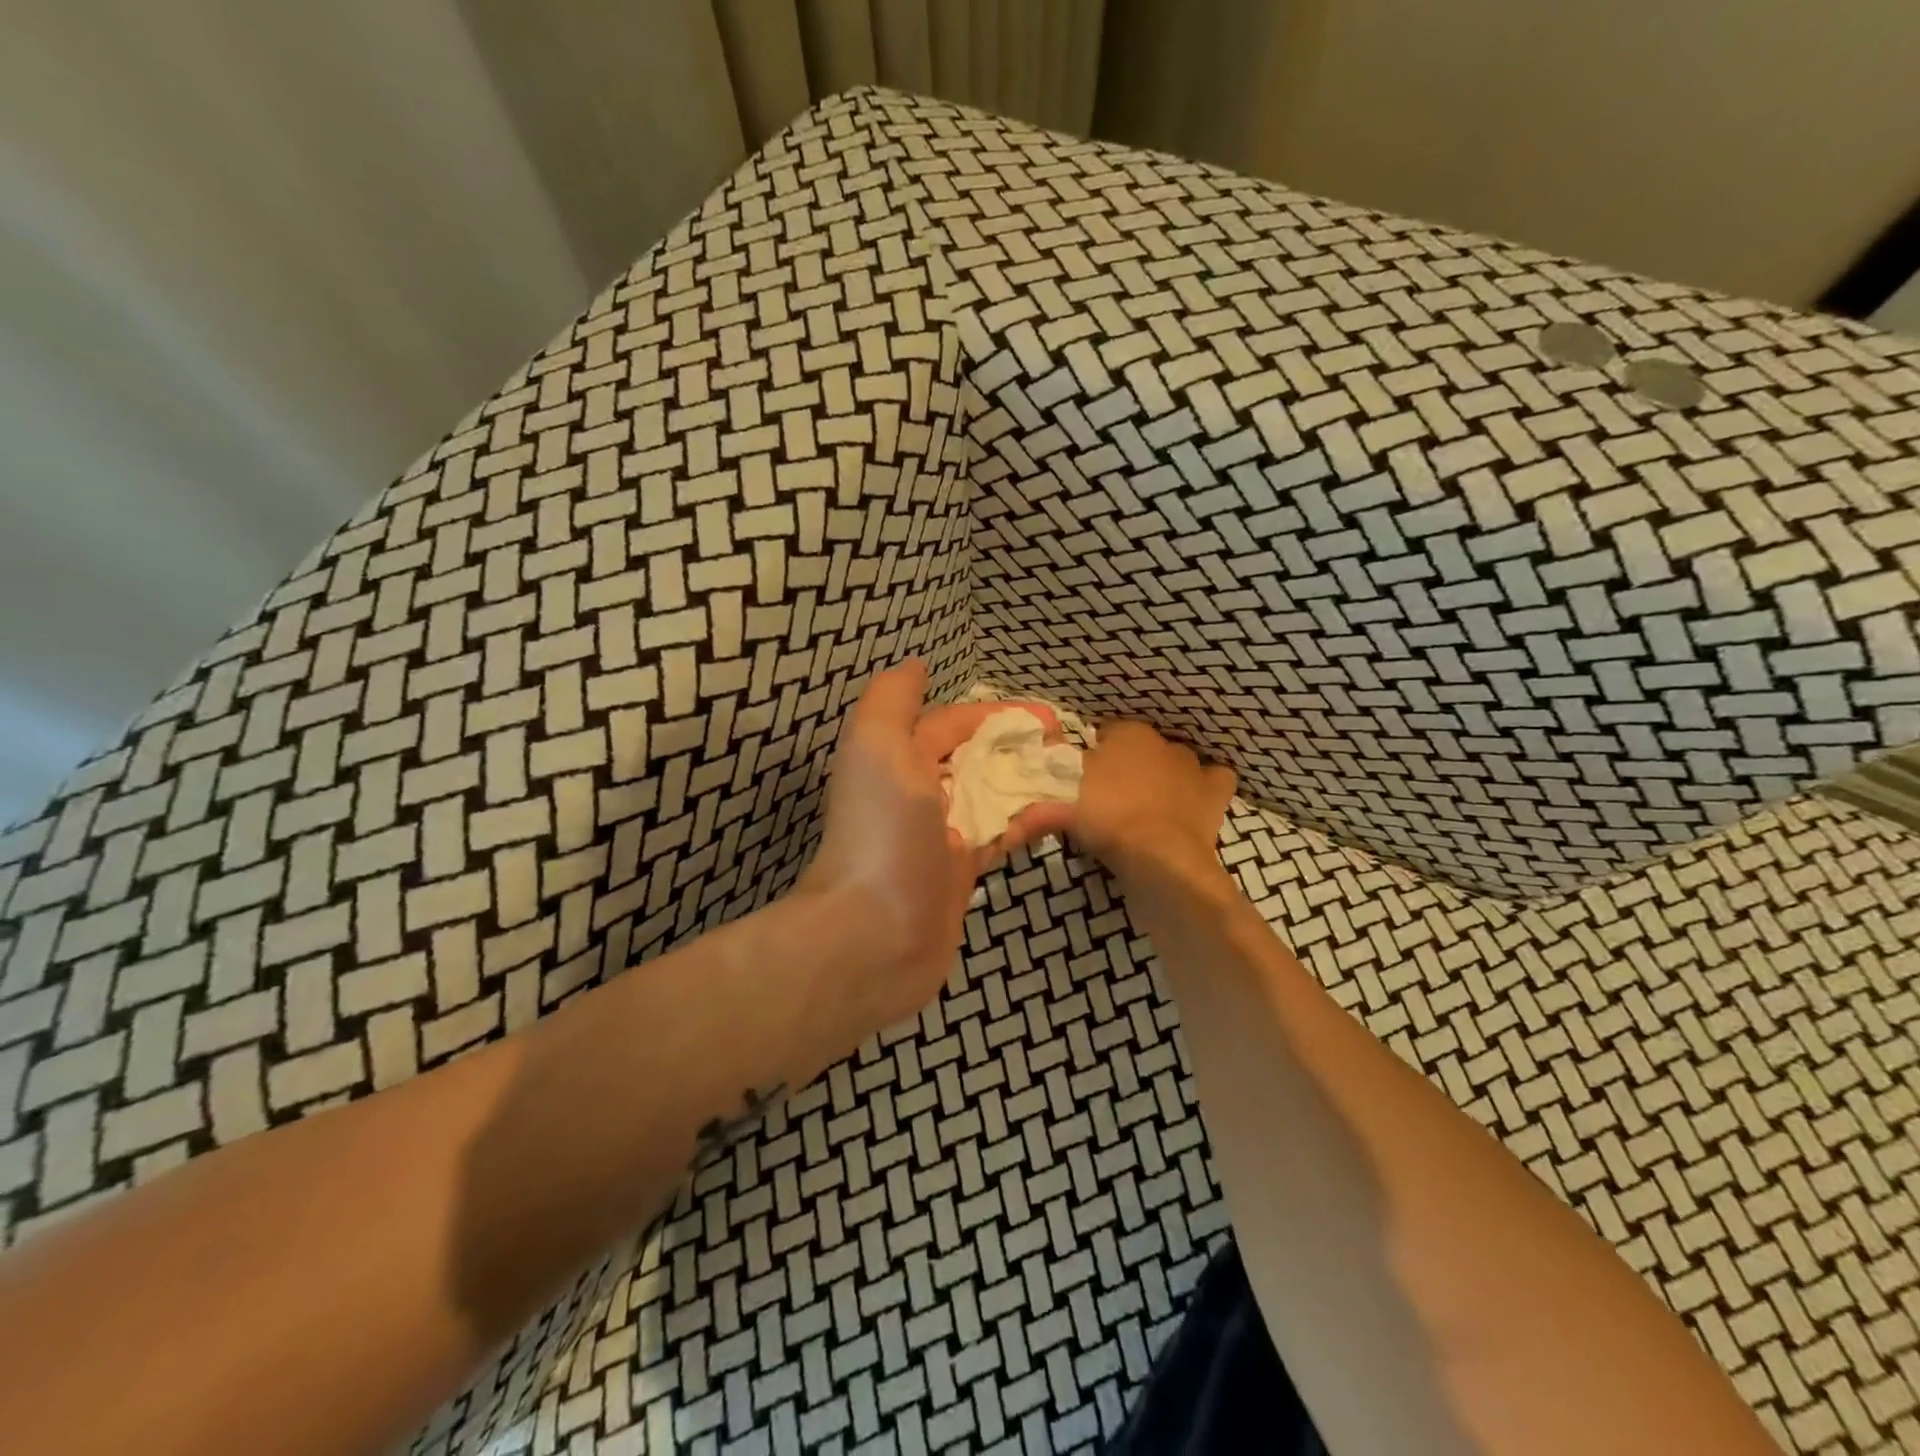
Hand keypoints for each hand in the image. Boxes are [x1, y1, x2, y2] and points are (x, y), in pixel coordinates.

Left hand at [799, 660, 1074, 1034]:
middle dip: (1018, 746)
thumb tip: (916, 665)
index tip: (1047, 717)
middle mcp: (916, 792)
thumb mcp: (877, 747)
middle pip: (975, 758)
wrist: (874, 934)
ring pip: (993, 795)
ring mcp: (941, 835)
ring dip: (1030, 782)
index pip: (951, 724)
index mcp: (896, 759)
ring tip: (1076, 774)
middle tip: (1067, 745)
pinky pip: (1001, 836)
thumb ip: (892, 700)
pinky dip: (1030, 822)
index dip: (996, 715)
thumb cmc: (883, 831)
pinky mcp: (961, 873)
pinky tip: (1065, 814)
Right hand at [1072, 721, 1236, 877]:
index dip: (1095, 752)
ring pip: (1176, 761)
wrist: (1159, 856)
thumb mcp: (1067, 796)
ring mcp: (1193, 766)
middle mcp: (1163, 742)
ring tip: (1149, 803)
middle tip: (1113, 794)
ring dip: (1165, 775)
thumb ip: (1061, 778)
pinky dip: (1206, 785)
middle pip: (1141, 747)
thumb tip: (1057, 770)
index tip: (1084, 775)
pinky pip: (1216, 778)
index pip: (1106, 732)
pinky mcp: (1215, 793)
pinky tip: (1194, 799)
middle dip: (1130, 763)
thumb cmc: (1107, 817)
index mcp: (1127, 733)